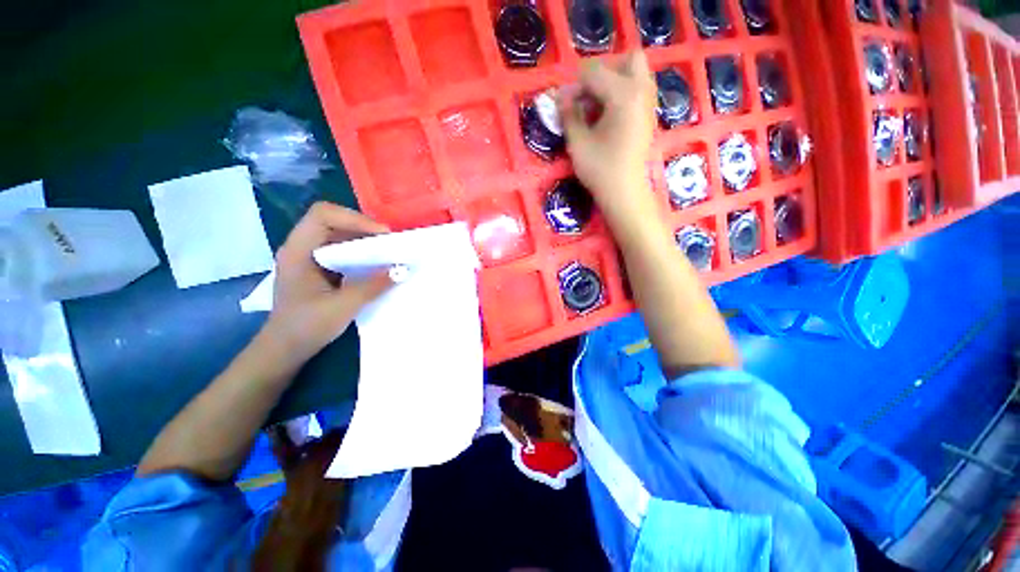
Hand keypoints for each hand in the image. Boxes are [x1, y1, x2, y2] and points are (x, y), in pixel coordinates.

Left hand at [263, 202, 393, 365]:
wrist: (284, 349)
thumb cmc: (306, 328)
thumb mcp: (342, 307)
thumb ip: (372, 286)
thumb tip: (401, 269)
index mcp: (298, 251)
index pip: (322, 215)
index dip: (354, 218)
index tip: (382, 235)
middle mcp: (301, 247)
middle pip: (332, 220)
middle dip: (363, 227)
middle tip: (389, 243)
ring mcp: (308, 257)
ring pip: (338, 234)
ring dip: (363, 239)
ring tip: (386, 251)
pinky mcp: (318, 267)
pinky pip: (341, 249)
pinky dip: (360, 251)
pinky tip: (374, 263)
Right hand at [560, 51, 658, 227]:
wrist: (624, 192)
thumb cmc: (600, 169)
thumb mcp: (578, 142)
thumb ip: (569, 115)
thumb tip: (561, 98)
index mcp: (624, 95)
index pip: (595, 73)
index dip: (575, 86)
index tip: (562, 104)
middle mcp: (642, 92)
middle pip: (627, 60)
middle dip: (603, 71)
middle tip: (586, 93)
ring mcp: (648, 104)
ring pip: (637, 73)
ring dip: (615, 80)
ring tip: (596, 104)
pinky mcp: (648, 116)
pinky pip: (639, 90)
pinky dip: (623, 92)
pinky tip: (608, 114)